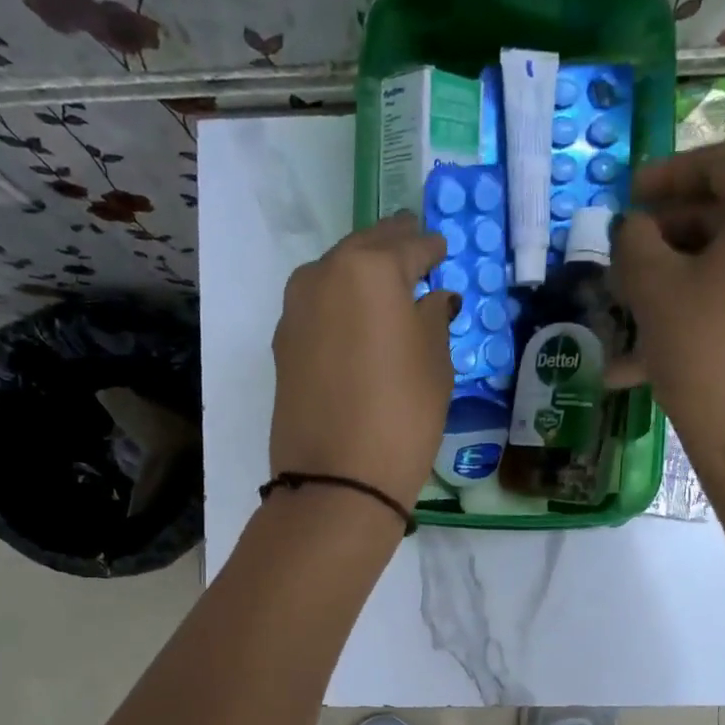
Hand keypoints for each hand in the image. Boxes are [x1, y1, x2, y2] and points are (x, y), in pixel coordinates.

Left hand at [270, 213, 455, 509]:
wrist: (337, 479)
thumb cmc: (402, 415)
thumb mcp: (435, 363)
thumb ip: (433, 318)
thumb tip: (431, 298)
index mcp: (369, 269)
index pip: (410, 245)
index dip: (431, 249)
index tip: (442, 251)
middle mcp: (324, 274)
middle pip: (365, 248)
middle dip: (392, 249)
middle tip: (415, 254)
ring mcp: (295, 308)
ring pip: (336, 274)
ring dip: (361, 275)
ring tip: (387, 291)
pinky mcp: (283, 342)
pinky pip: (319, 307)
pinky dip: (340, 305)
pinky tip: (357, 324)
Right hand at [609, 142, 724, 472]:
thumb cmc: (710, 354)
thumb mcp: (655, 291)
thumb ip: (634, 242)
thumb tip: (633, 228)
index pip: (721, 164)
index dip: (665, 175)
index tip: (627, 194)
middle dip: (668, 236)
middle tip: (625, 257)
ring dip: (678, 281)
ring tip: (627, 313)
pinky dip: (705, 311)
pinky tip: (651, 355)